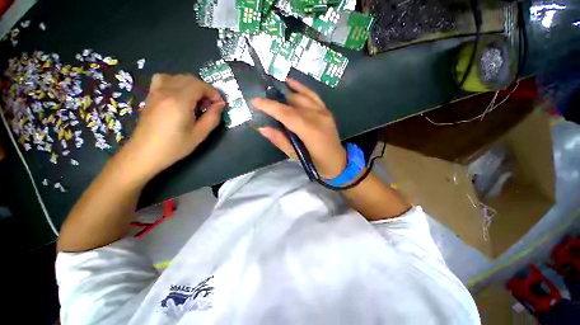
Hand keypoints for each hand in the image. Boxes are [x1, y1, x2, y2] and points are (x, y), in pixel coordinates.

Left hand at [125, 74, 225, 174]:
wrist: (145, 153)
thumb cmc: (174, 146)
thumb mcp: (199, 134)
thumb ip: (212, 117)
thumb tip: (221, 105)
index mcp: (179, 101)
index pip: (200, 86)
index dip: (213, 93)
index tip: (219, 105)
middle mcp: (166, 91)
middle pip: (190, 79)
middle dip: (205, 89)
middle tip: (210, 105)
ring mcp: (156, 92)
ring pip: (178, 77)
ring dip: (192, 85)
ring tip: (196, 100)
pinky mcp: (150, 96)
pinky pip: (164, 79)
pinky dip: (176, 82)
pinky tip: (179, 95)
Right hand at [252, 78, 345, 178]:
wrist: (339, 162)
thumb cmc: (317, 164)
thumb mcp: (297, 156)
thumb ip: (280, 141)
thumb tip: (262, 128)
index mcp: (310, 131)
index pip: (286, 114)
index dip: (269, 106)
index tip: (254, 101)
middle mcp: (318, 117)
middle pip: (292, 104)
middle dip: (275, 101)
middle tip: (262, 103)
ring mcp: (324, 111)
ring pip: (301, 96)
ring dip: (285, 95)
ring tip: (272, 95)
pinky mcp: (326, 110)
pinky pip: (312, 94)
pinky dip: (300, 88)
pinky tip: (290, 82)